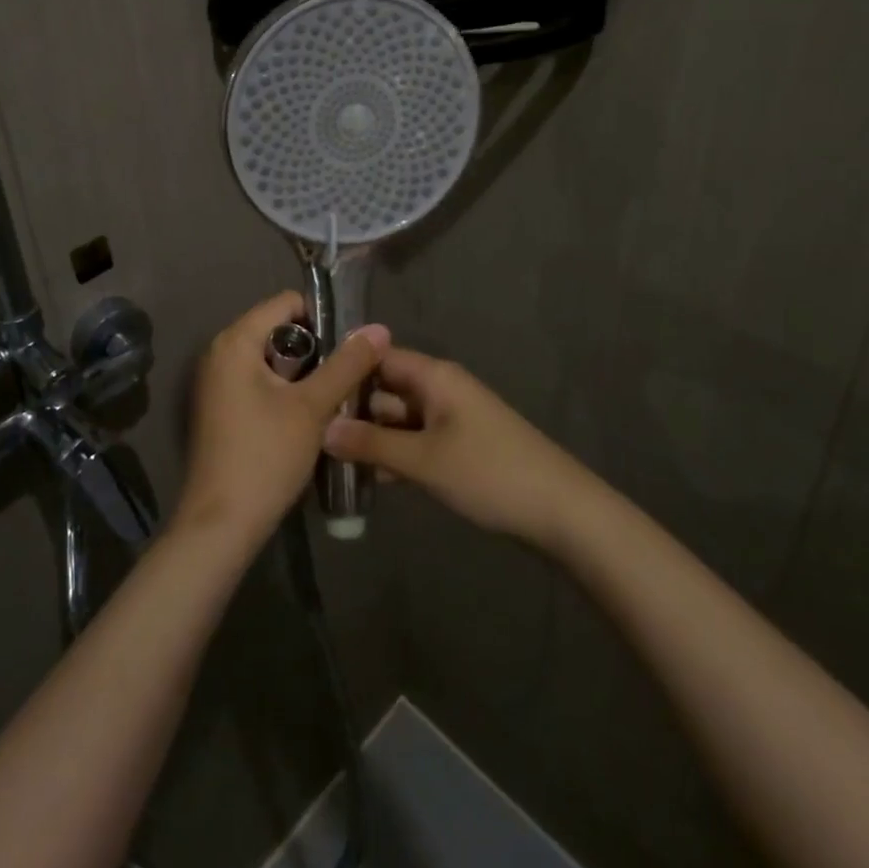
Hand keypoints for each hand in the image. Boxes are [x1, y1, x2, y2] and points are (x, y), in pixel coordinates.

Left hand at [176, 292, 387, 548]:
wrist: (221, 526)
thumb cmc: (265, 456)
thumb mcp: (313, 407)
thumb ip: (348, 364)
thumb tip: (379, 328)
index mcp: (236, 341)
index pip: (285, 302)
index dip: (322, 317)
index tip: (350, 346)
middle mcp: (219, 353)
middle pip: (278, 329)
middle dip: (316, 347)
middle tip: (347, 373)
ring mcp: (217, 382)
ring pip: (271, 359)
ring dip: (304, 372)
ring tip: (335, 395)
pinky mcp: (220, 408)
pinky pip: (259, 381)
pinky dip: (285, 389)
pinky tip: (308, 415)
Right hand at [321, 347, 595, 549]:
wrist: (560, 510)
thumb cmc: (489, 472)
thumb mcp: (424, 459)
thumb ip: (372, 443)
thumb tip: (322, 429)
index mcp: (434, 376)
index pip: (379, 357)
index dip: (346, 369)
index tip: (308, 389)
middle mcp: (440, 388)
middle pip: (386, 389)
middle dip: (353, 410)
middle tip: (308, 434)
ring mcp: (450, 419)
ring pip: (398, 419)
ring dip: (371, 437)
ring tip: (326, 460)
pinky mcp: (458, 447)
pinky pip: (415, 441)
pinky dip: (393, 454)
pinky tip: (365, 479)